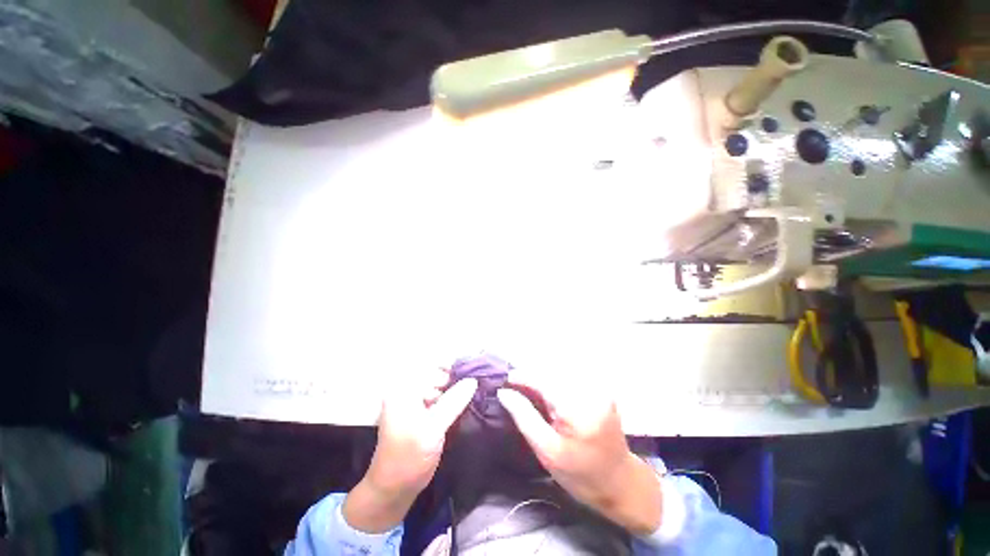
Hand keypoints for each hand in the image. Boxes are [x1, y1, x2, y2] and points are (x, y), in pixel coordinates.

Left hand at [344, 371, 476, 532]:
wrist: (393, 490)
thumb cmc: (408, 458)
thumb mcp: (432, 429)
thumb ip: (453, 402)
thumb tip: (473, 380)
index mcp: (404, 390)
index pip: (431, 366)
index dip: (453, 365)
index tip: (474, 369)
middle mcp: (408, 390)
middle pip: (436, 374)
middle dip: (456, 376)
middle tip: (477, 381)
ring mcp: (414, 401)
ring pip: (440, 385)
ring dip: (456, 387)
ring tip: (475, 389)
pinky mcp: (422, 412)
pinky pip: (440, 397)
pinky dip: (452, 398)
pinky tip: (466, 400)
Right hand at [497, 373, 661, 535]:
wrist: (621, 482)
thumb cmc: (580, 474)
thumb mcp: (546, 451)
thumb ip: (524, 417)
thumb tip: (504, 393)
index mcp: (575, 407)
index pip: (542, 380)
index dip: (522, 376)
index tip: (505, 381)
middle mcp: (588, 390)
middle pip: (551, 373)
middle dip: (532, 377)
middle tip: (517, 389)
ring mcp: (598, 388)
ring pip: (561, 372)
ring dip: (544, 378)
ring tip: (531, 391)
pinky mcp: (601, 389)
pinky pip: (572, 378)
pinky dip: (557, 382)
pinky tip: (551, 394)